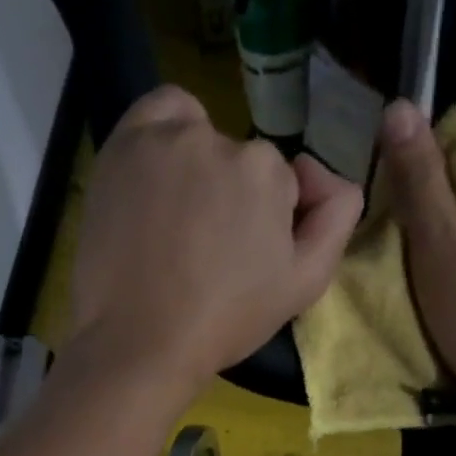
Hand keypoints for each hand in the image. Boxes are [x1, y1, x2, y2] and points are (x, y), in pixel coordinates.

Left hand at [70, 86, 362, 398]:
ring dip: (196, 167)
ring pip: (197, 136)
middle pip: (237, 158)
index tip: (242, 258)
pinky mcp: (120, 148)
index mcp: (267, 171)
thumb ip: (335, 217)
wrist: (139, 341)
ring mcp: (163, 140)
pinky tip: (156, 178)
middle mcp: (218, 140)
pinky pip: (155, 114)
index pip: (277, 181)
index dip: (264, 220)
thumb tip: (322, 172)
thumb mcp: (304, 283)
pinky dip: (162, 135)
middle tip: (204, 248)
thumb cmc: (225, 321)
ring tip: (175, 220)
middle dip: (230, 195)